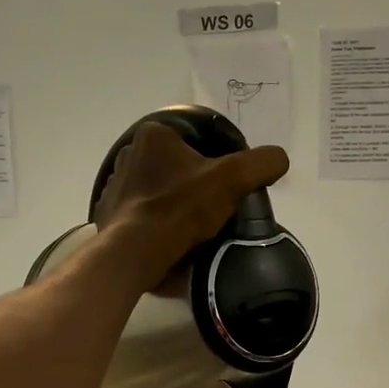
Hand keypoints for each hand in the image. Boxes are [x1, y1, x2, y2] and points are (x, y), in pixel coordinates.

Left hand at [92, 122, 288, 293]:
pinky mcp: (109, 214)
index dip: (219, 160)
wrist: (136, 253)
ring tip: (195, 225)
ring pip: (158, 190)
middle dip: (195, 182)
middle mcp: (129, 153)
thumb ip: (261, 163)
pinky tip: (170, 236)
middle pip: (177, 165)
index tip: (229, 184)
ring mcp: (115, 185)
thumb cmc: (181, 209)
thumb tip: (279, 159)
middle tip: (215, 206)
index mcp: (154, 134)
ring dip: (175, 202)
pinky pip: (141, 213)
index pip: (197, 140)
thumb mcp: (233, 179)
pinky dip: (156, 221)